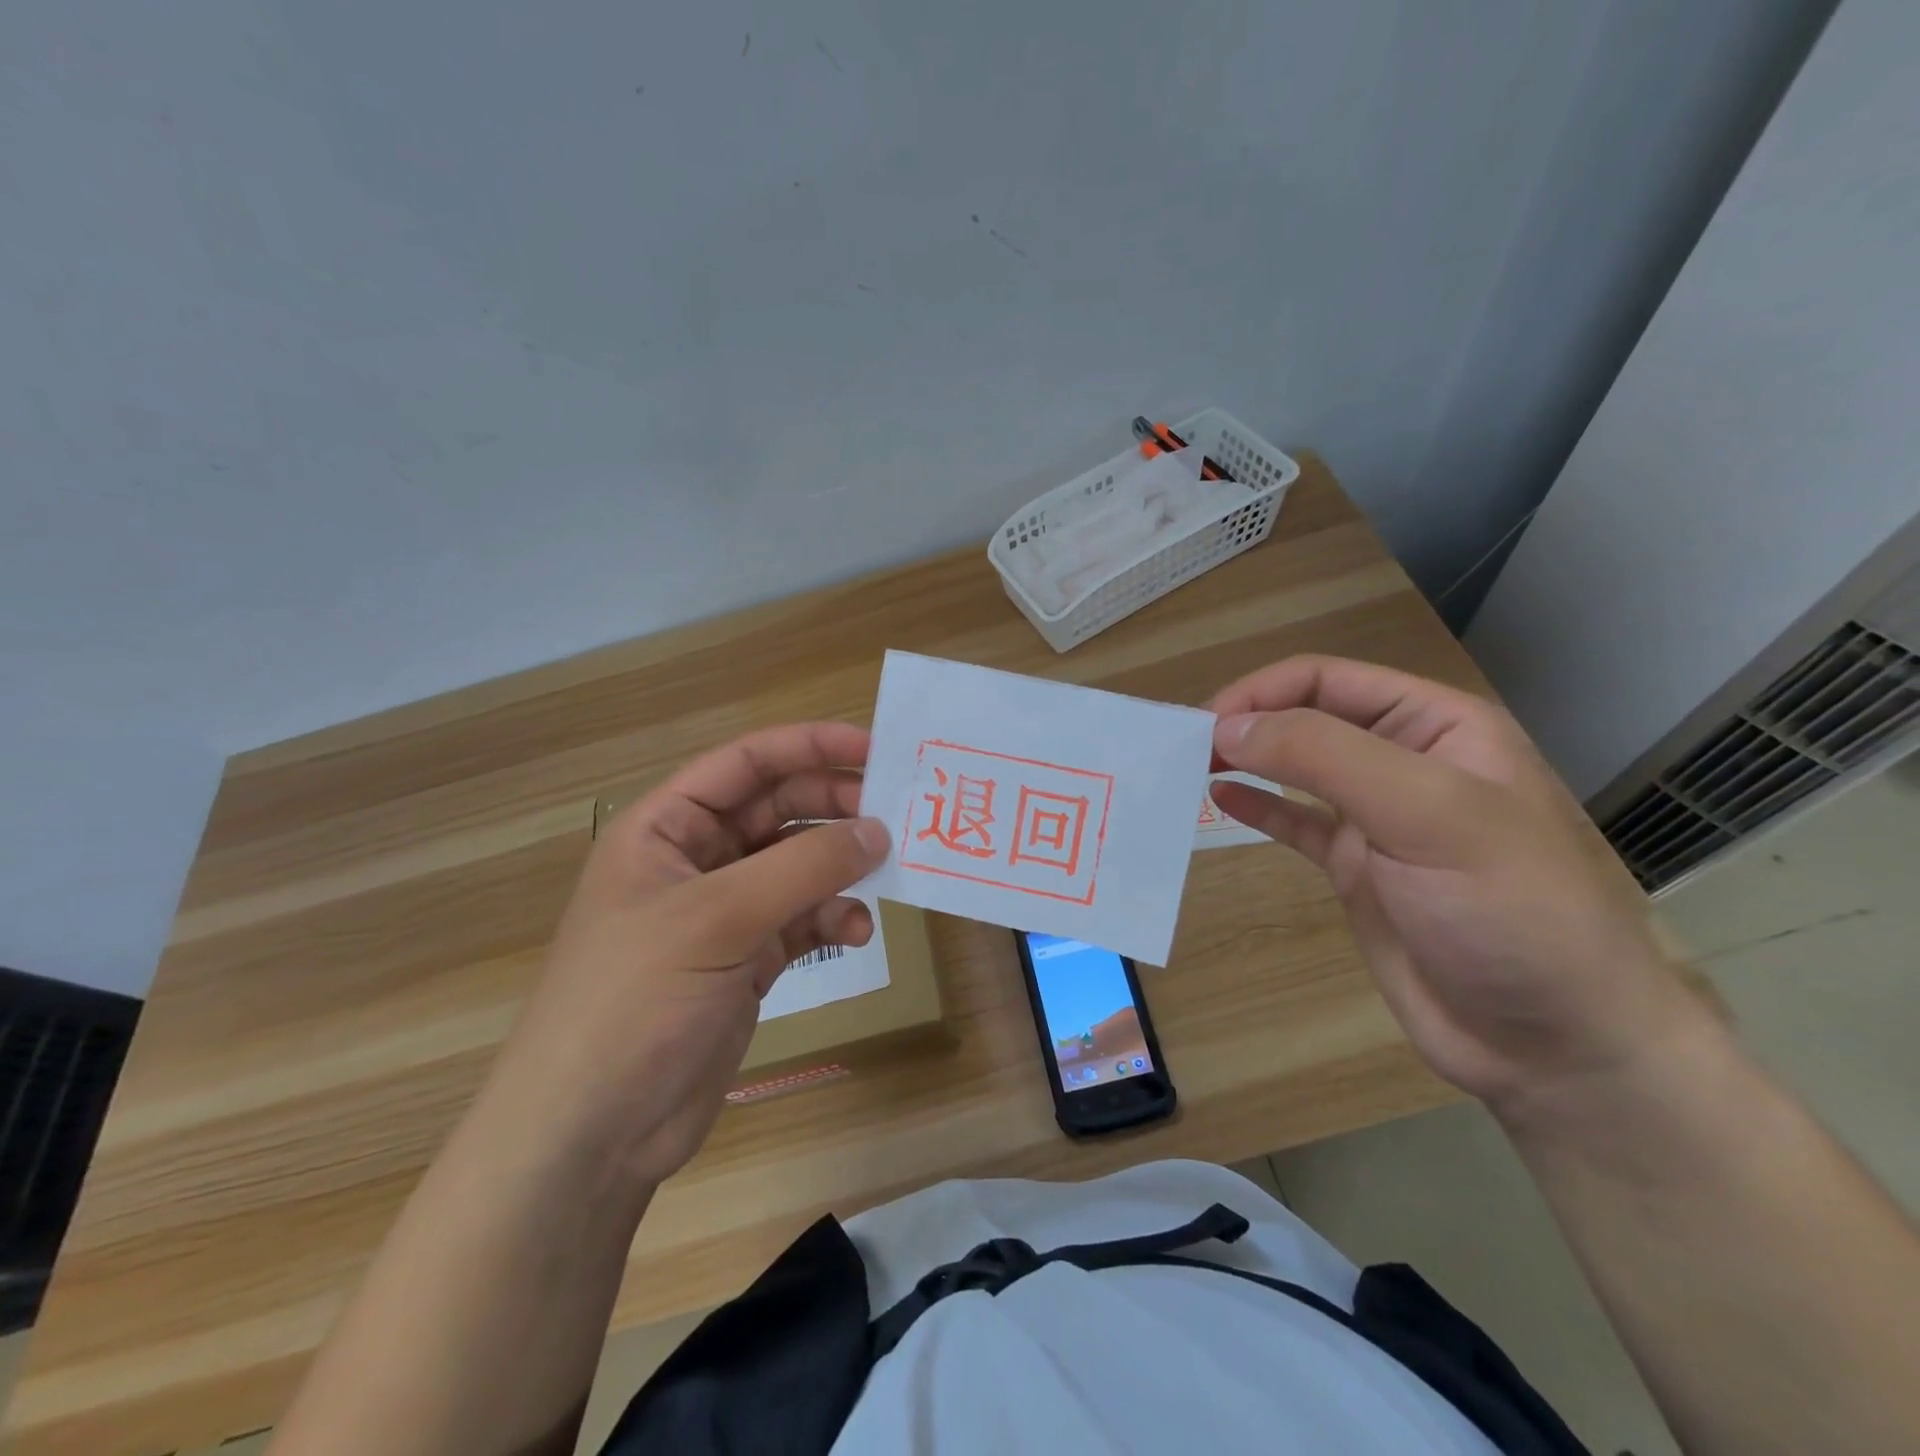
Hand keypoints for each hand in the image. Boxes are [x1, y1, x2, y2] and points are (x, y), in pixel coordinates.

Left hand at [483, 723, 887, 1190]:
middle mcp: (696, 860)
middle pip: (778, 809)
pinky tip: (855, 933)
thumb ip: (803, 867)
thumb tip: (878, 830)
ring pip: (798, 864)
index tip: (874, 747)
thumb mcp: (718, 919)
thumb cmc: (635, 1001)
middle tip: (893, 814)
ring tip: (883, 872)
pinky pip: (803, 918)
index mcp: (665, 828)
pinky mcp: (747, 959)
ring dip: (840, 866)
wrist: (593, 1133)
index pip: (745, 763)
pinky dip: (833, 918)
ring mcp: (724, 912)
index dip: (809, 746)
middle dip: (834, 808)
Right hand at [1208, 655, 1705, 1113]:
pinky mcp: (1356, 869)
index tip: (1206, 725)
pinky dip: (1256, 808)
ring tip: (1189, 767)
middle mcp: (1404, 761)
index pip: (1327, 680)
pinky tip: (1219, 801)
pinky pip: (1295, 823)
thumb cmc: (1507, 909)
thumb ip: (1323, 757)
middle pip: (1306, 717)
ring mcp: (1378, 818)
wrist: (1552, 1043)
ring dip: (1244, 759)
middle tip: (1183, 748)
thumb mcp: (1425, 812)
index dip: (1262, 692)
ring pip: (1295, 768)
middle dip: (1246, 722)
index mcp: (1437, 726)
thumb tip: (1227, 727)